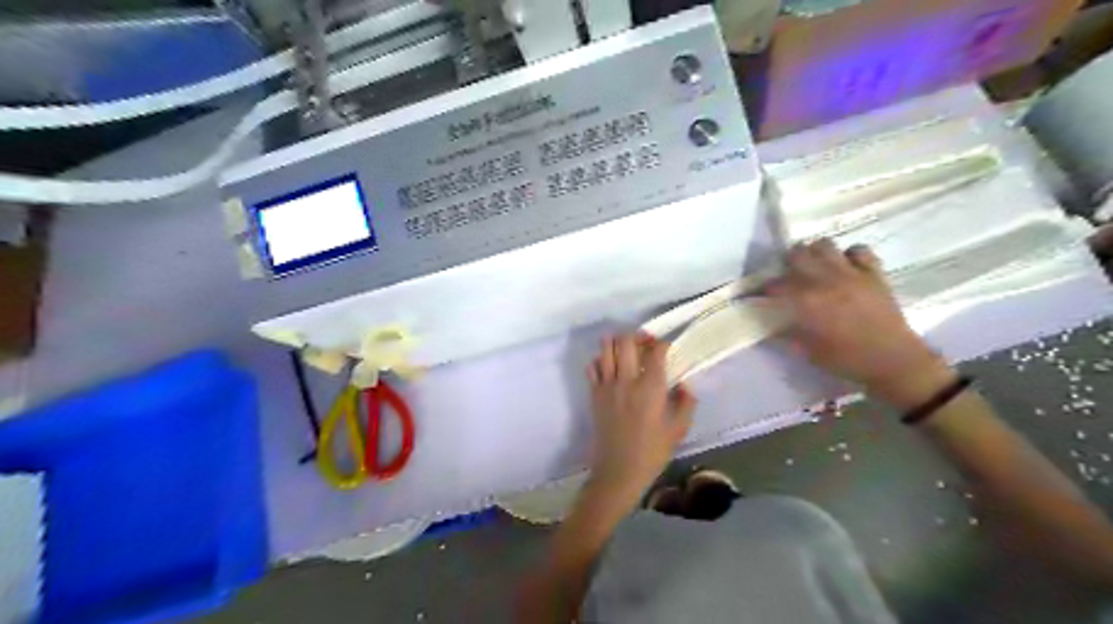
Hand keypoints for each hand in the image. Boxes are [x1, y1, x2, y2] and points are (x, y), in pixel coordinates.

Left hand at [586, 336, 693, 507]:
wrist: (618, 471)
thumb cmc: (652, 453)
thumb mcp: (678, 430)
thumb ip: (686, 403)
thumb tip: (684, 384)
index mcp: (650, 389)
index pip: (655, 352)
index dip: (662, 344)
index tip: (667, 348)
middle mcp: (627, 381)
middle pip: (626, 342)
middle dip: (637, 337)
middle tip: (645, 344)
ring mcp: (606, 386)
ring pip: (605, 349)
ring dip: (616, 342)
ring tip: (626, 349)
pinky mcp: (594, 394)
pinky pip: (592, 367)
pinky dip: (600, 360)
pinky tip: (610, 367)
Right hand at [767, 240, 955, 408]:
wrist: (894, 361)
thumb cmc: (847, 360)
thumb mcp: (808, 351)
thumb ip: (787, 333)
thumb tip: (772, 323)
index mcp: (807, 301)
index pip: (777, 285)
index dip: (765, 288)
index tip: (761, 294)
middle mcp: (826, 281)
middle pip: (798, 254)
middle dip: (787, 262)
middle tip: (788, 274)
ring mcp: (852, 274)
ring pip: (825, 245)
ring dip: (815, 253)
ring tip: (815, 266)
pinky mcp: (873, 273)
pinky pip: (859, 250)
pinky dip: (849, 255)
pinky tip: (846, 267)